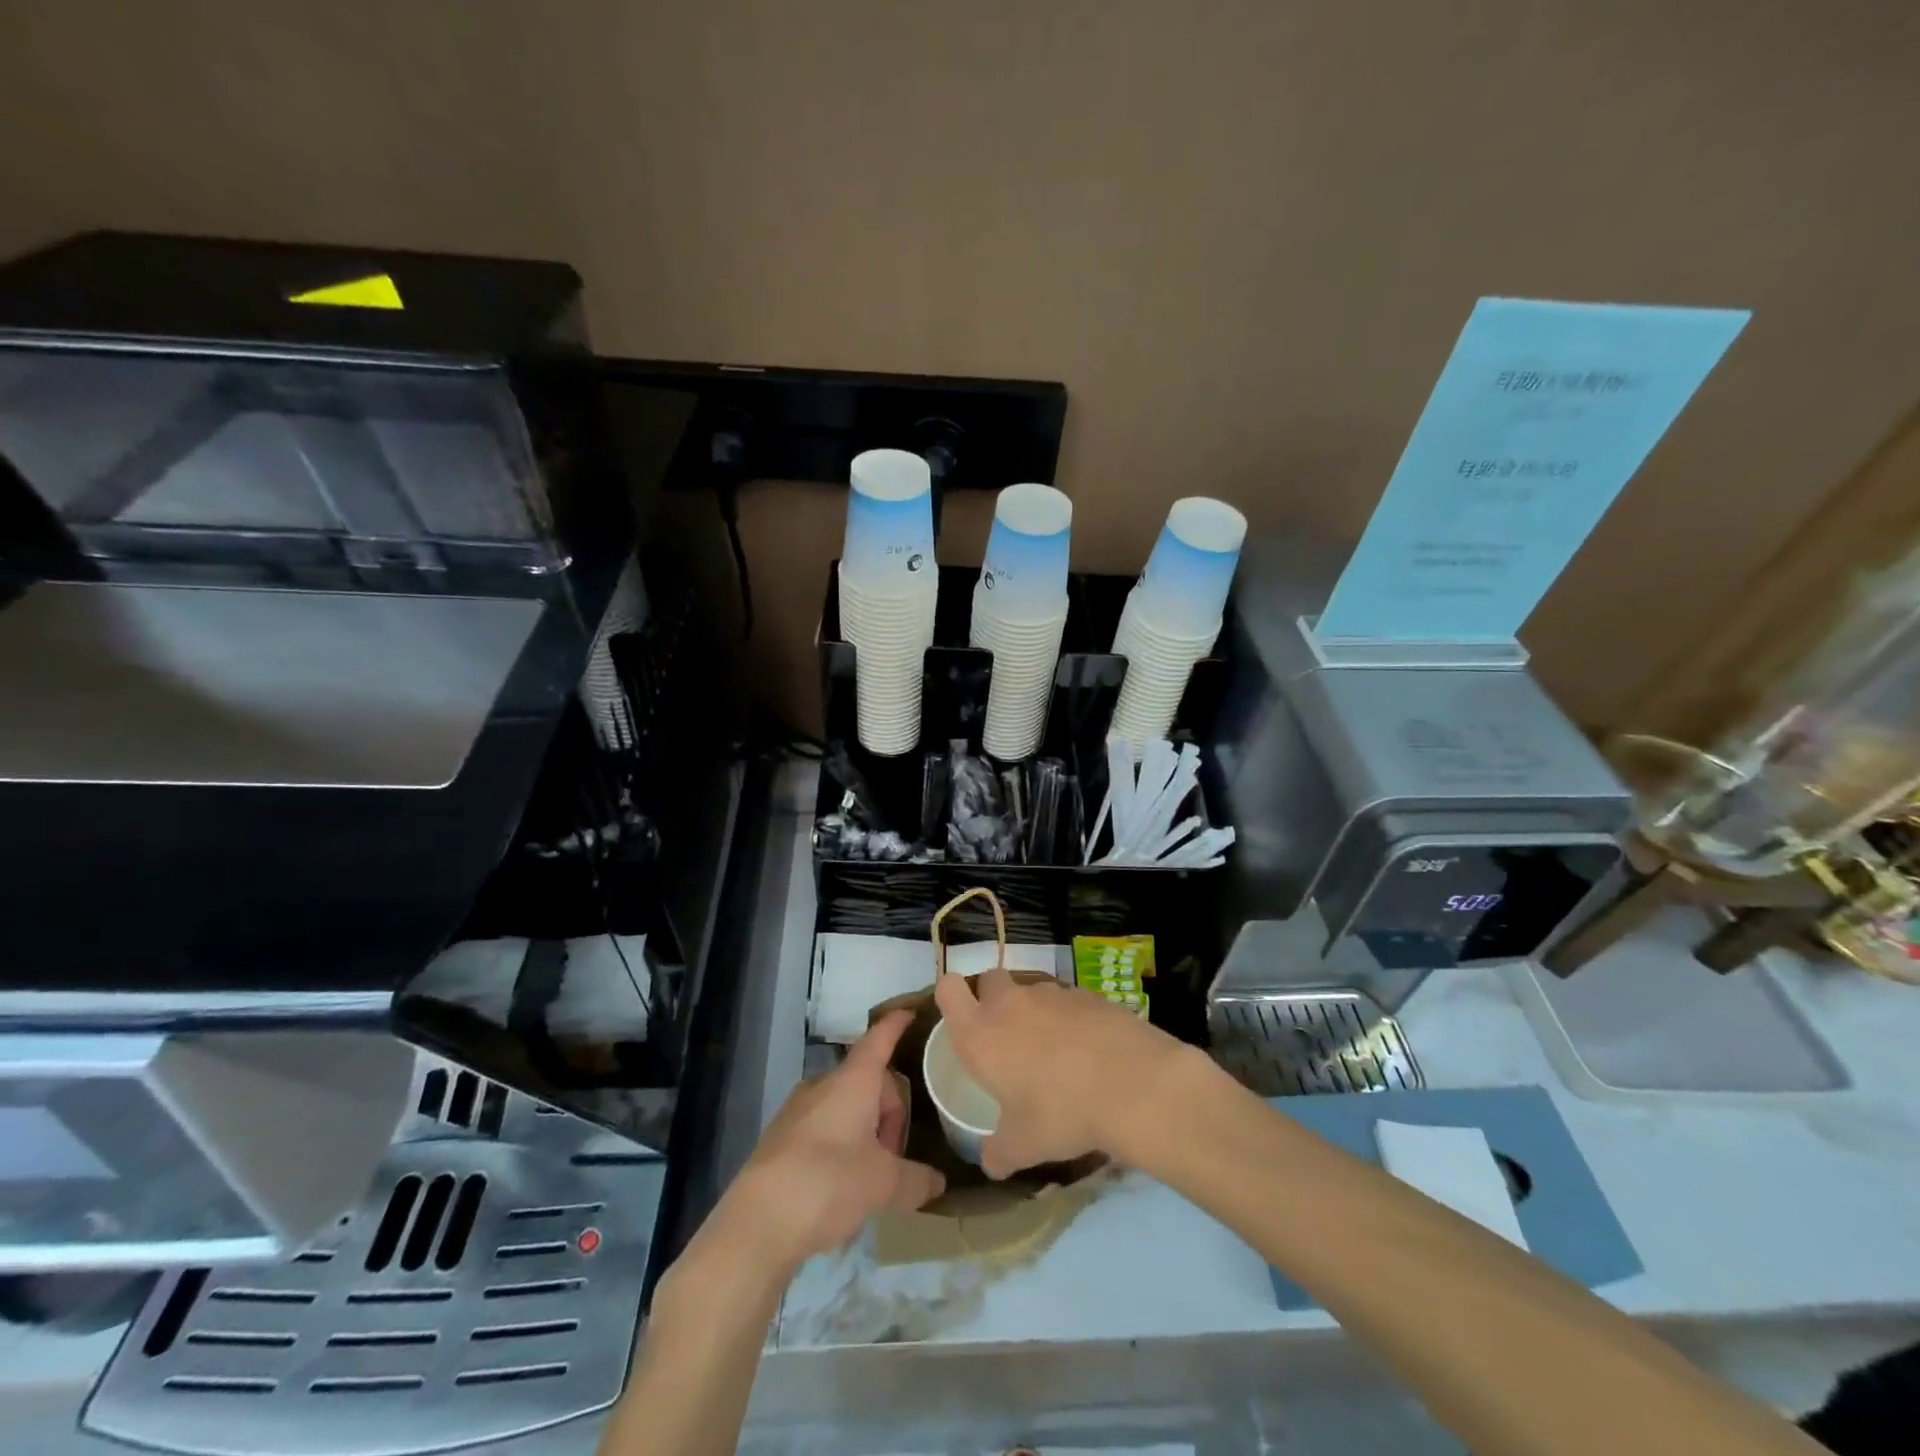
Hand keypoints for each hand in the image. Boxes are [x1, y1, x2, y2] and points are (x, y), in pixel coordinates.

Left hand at [714, 1010, 945, 1273]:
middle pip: (868, 1083)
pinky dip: (840, 1147)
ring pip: (845, 1107)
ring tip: (867, 1179)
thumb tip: (937, 1182)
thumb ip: (916, 1180)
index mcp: (853, 1081)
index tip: (910, 1013)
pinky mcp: (780, 1137)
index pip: (880, 1039)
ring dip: (864, 1133)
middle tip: (893, 1159)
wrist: (756, 1223)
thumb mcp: (884, 1185)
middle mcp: (824, 1084)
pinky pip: (823, 1128)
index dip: (896, 1025)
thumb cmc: (828, 1184)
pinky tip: (838, 1189)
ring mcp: (797, 1109)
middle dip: (888, 1115)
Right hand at [933, 967, 1193, 1178]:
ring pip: (1031, 989)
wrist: (1131, 1084)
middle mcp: (1010, 1003)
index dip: (952, 995)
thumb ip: (998, 1153)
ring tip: (1053, 1049)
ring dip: (1034, 1010)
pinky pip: (1068, 1000)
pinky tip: (1088, 1049)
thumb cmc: (1061, 1113)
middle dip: (992, 998)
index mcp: (980, 1034)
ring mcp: (1051, 993)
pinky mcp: (1088, 993)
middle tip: (1006, 1036)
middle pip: (990, 979)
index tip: (963, 1018)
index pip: (948, 989)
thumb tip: (989, 1163)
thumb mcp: (1023, 1146)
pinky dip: (1070, 1017)